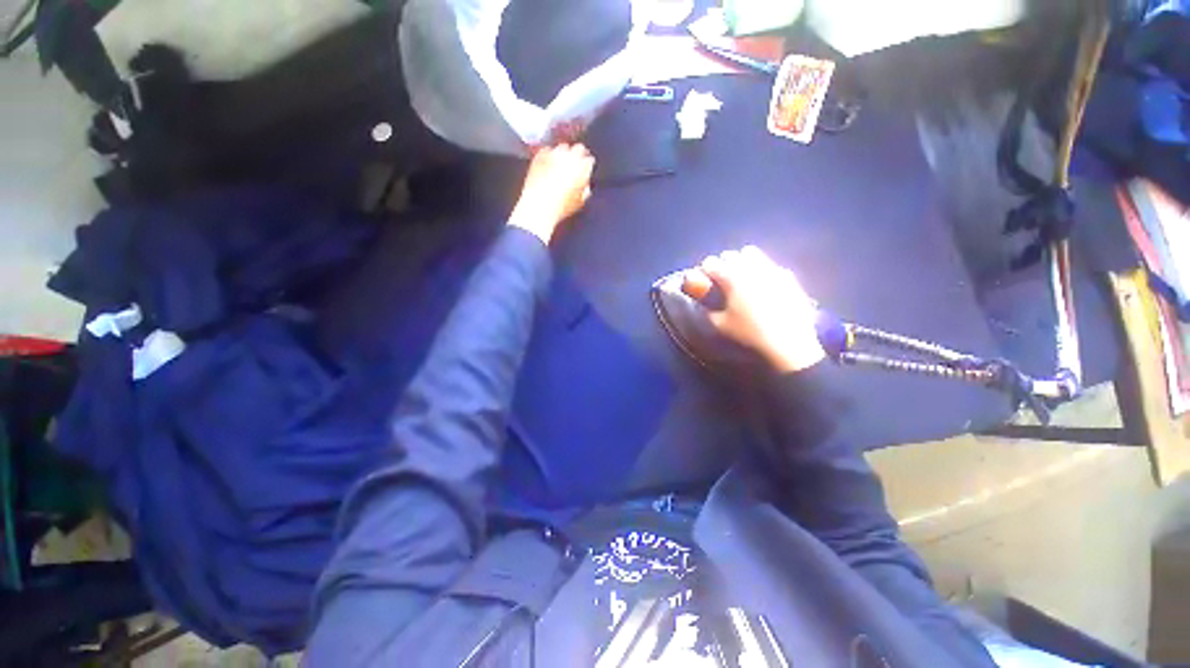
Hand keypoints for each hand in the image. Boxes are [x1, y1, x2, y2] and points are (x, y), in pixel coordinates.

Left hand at [509, 144, 594, 243]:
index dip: (588, 165)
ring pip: (563, 147)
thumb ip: (585, 190)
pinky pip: (547, 150)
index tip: (586, 169)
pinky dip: (549, 155)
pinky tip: (548, 164)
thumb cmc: (561, 207)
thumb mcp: (580, 202)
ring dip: (564, 153)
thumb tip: (585, 186)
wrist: (539, 205)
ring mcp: (554, 154)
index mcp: (583, 168)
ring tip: (561, 164)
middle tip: (575, 164)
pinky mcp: (540, 155)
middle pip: (579, 148)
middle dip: (579, 155)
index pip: (589, 160)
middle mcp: (570, 157)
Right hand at [682, 246, 825, 372]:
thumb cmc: (749, 334)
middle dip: (723, 263)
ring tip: (741, 278)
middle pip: (731, 255)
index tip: (703, 279)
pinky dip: (762, 270)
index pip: (711, 263)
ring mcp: (772, 270)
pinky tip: (763, 287)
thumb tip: (702, 301)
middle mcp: (751, 268)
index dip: (704, 270)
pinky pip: (770, 265)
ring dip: (742, 262)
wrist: (788, 344)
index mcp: (732, 278)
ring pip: (753, 254)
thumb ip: (707, 309)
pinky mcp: (789, 277)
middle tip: (720, 279)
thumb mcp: (719, 325)